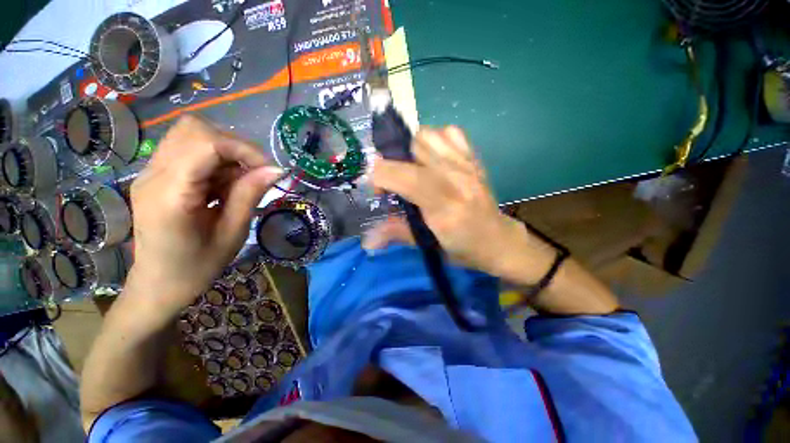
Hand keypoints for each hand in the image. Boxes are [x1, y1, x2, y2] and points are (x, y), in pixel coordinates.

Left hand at [127, 115, 281, 315]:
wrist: (158, 285)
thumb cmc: (197, 267)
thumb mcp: (232, 233)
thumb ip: (249, 195)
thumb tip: (275, 169)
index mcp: (171, 195)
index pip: (206, 144)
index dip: (244, 149)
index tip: (270, 169)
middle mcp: (153, 175)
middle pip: (194, 129)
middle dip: (234, 146)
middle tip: (254, 173)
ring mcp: (149, 172)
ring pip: (190, 134)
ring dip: (224, 151)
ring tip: (239, 179)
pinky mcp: (154, 175)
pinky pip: (187, 148)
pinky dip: (214, 158)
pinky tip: (223, 183)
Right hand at [366, 126, 532, 277]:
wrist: (499, 240)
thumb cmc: (463, 248)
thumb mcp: (429, 247)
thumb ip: (397, 234)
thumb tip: (366, 241)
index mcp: (443, 206)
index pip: (401, 176)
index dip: (379, 177)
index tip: (378, 191)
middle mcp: (455, 179)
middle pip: (412, 148)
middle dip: (393, 163)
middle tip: (394, 182)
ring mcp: (467, 165)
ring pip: (428, 134)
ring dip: (412, 149)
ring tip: (413, 169)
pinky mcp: (474, 159)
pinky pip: (450, 132)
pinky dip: (435, 139)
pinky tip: (433, 159)